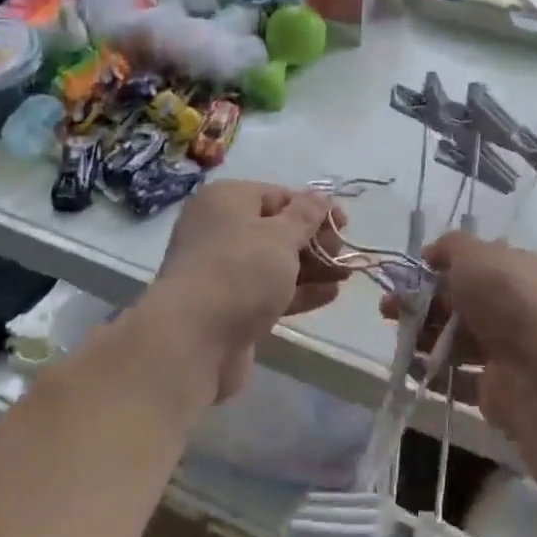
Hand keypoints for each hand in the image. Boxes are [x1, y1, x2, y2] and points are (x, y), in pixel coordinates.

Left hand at [142, 180, 348, 404]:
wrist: (191, 341)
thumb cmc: (239, 272)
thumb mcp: (281, 236)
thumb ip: (307, 215)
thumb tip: (321, 197)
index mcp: (226, 200)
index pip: (278, 195)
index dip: (314, 208)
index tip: (344, 225)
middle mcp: (219, 229)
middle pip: (277, 229)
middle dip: (315, 241)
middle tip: (344, 256)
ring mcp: (222, 270)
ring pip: (275, 262)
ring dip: (311, 268)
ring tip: (346, 276)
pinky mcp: (228, 306)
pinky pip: (269, 291)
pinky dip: (298, 291)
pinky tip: (329, 295)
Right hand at [382, 232, 536, 426]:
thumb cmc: (507, 299)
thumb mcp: (474, 254)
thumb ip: (450, 247)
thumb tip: (431, 253)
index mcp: (515, 270)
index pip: (475, 264)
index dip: (441, 266)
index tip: (411, 272)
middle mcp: (513, 307)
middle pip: (458, 303)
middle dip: (421, 303)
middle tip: (388, 307)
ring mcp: (505, 349)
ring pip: (454, 340)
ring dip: (421, 337)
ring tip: (395, 337)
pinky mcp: (495, 388)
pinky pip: (456, 377)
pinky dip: (431, 372)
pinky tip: (409, 367)